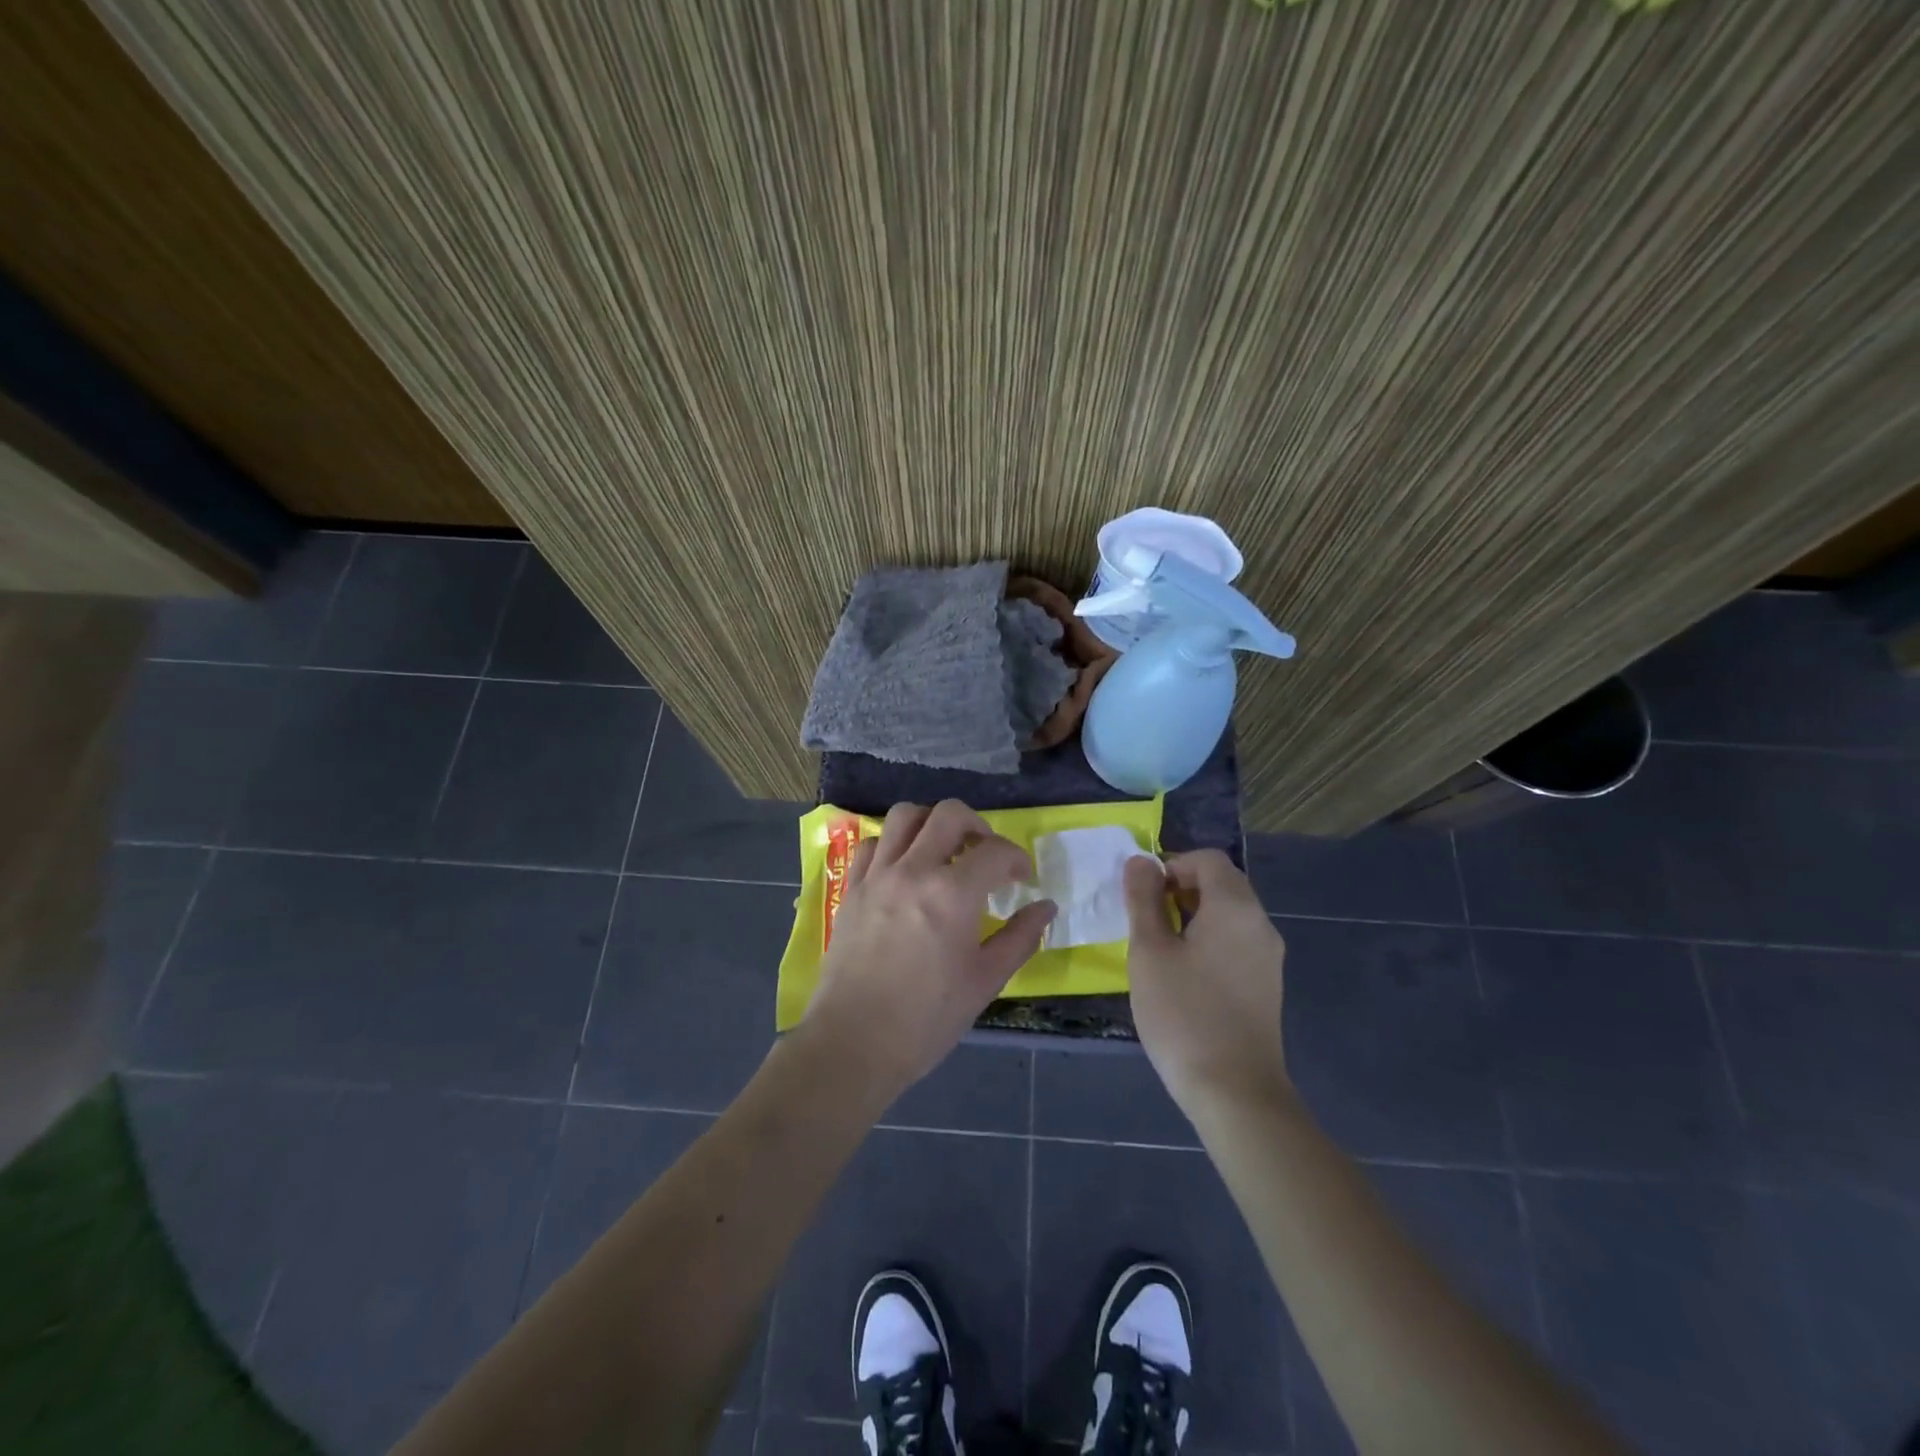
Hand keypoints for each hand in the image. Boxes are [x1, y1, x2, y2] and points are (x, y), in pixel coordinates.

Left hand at [798, 800, 1055, 1103]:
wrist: (854, 1042)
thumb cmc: (927, 1018)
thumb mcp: (985, 981)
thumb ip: (1020, 938)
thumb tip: (1045, 908)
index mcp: (952, 893)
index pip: (994, 850)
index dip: (1016, 859)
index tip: (1021, 879)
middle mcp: (913, 870)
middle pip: (949, 814)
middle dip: (977, 825)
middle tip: (985, 853)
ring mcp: (877, 875)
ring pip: (905, 815)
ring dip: (932, 823)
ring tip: (944, 851)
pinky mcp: (852, 888)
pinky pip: (874, 843)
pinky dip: (895, 844)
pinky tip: (905, 869)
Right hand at [1123, 850, 1289, 1116]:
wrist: (1235, 1092)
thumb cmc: (1183, 1014)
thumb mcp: (1150, 952)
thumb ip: (1143, 900)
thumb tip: (1140, 862)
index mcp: (1235, 908)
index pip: (1207, 860)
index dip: (1171, 865)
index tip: (1143, 896)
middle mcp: (1260, 924)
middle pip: (1222, 883)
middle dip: (1181, 889)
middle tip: (1146, 919)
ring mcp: (1268, 957)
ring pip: (1229, 914)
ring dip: (1193, 915)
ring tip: (1159, 948)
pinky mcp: (1266, 985)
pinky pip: (1236, 942)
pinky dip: (1209, 940)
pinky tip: (1183, 975)